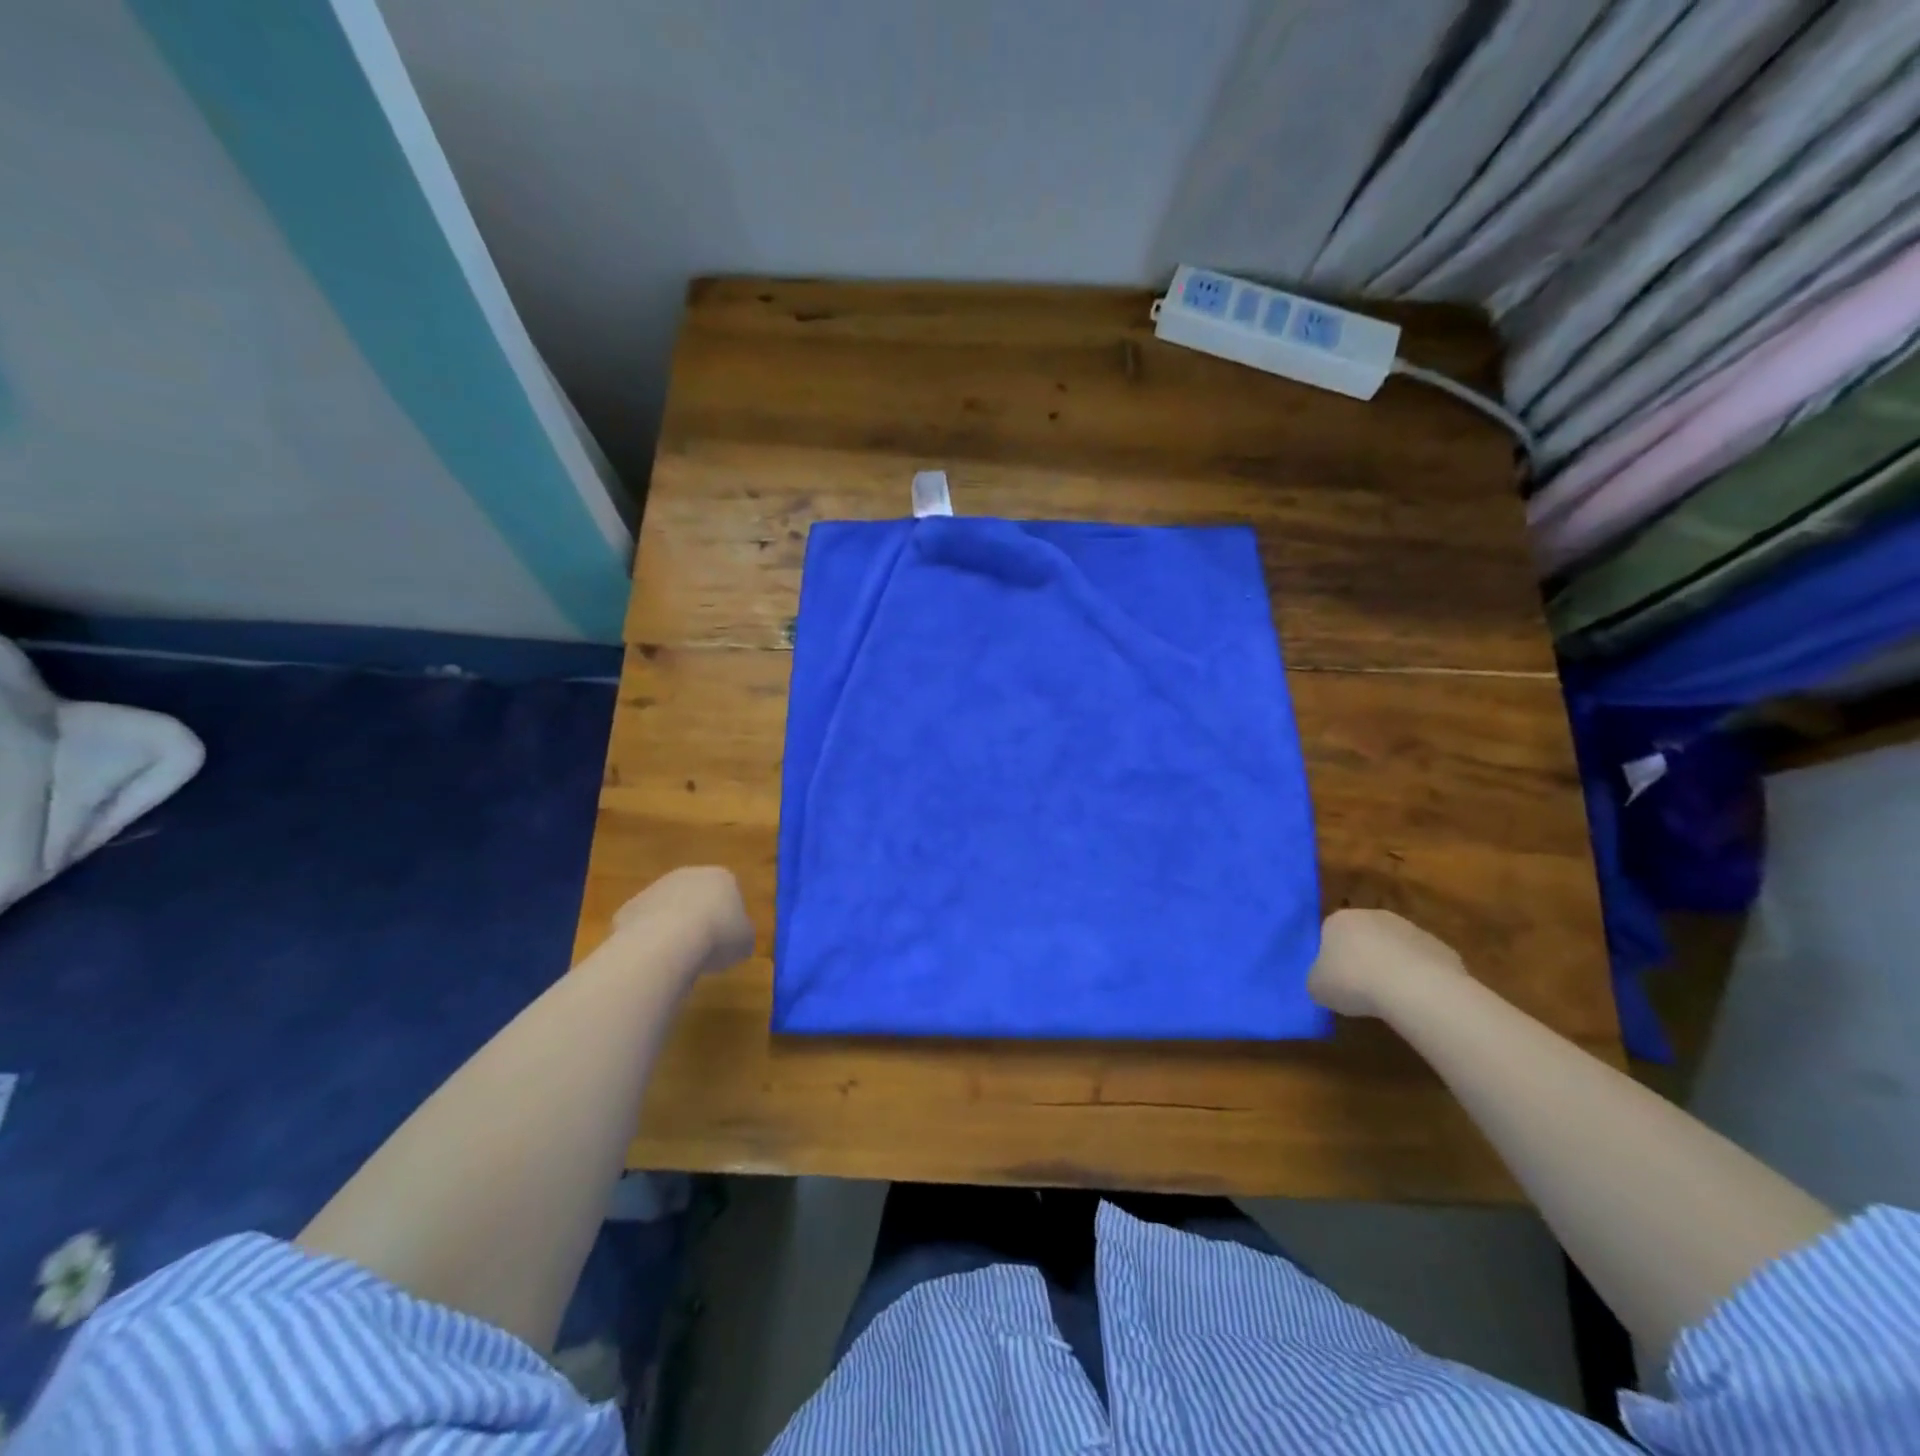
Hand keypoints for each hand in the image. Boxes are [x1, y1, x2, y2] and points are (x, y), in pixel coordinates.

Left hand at [614, 866, 754, 977]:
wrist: (667, 942)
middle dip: (698, 918)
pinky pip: (644, 925)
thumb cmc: (717, 936)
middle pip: (696, 897)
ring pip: (668, 909)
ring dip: (671, 928)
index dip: (728, 918)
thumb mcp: (745, 941)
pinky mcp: (630, 906)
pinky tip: (653, 957)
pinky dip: (648, 939)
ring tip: (676, 957)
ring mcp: (656, 888)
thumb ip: (741, 935)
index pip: (729, 893)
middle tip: (702, 948)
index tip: (726, 940)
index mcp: (721, 878)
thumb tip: (735, 938)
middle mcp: (688, 875)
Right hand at [1308, 908, 1463, 1017]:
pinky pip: (1423, 964)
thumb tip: (1325, 981)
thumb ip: (1318, 979)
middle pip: (1364, 937)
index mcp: (1339, 920)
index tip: (1335, 980)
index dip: (1332, 958)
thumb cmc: (1354, 982)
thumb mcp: (1317, 986)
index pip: (1329, 934)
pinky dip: (1420, 979)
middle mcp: (1373, 916)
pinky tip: (1417, 999)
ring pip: (1395, 949)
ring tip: (1392, 998)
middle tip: (1361, 989)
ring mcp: (1410, 929)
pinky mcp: (1440, 947)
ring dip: (1393, 967)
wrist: (1415, 988)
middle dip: (1363, 958)